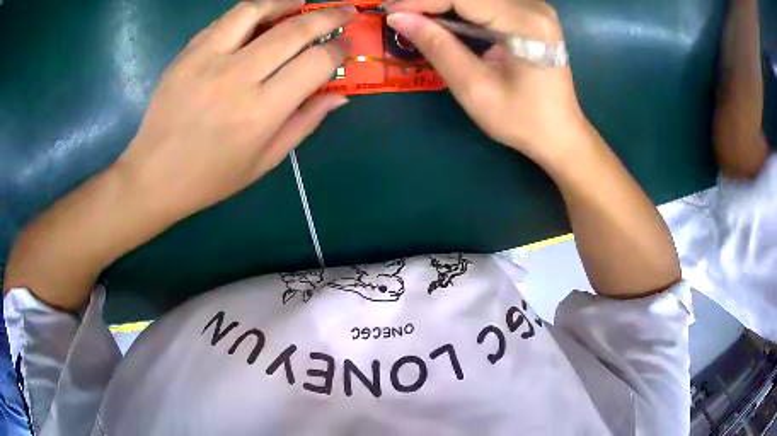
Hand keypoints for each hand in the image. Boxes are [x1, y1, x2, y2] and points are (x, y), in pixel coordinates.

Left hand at [119, 0, 354, 221]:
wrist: (154, 175)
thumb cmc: (211, 177)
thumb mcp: (265, 161)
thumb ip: (305, 122)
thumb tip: (339, 94)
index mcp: (261, 111)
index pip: (316, 63)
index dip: (339, 48)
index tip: (347, 44)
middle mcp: (237, 77)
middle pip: (294, 30)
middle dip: (328, 16)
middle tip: (344, 11)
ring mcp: (207, 60)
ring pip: (255, 10)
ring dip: (285, 2)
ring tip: (300, 4)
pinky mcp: (186, 54)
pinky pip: (224, 21)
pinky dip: (249, 14)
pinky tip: (258, 19)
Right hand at [386, 0, 586, 163]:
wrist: (560, 133)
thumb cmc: (522, 119)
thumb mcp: (474, 87)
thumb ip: (438, 46)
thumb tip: (398, 17)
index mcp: (525, 22)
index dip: (421, 0)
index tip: (389, 11)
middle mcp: (533, 6)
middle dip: (430, 1)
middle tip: (400, 14)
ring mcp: (534, 7)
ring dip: (443, 4)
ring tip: (416, 17)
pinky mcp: (530, 13)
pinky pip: (487, 2)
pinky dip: (459, 7)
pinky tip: (441, 17)